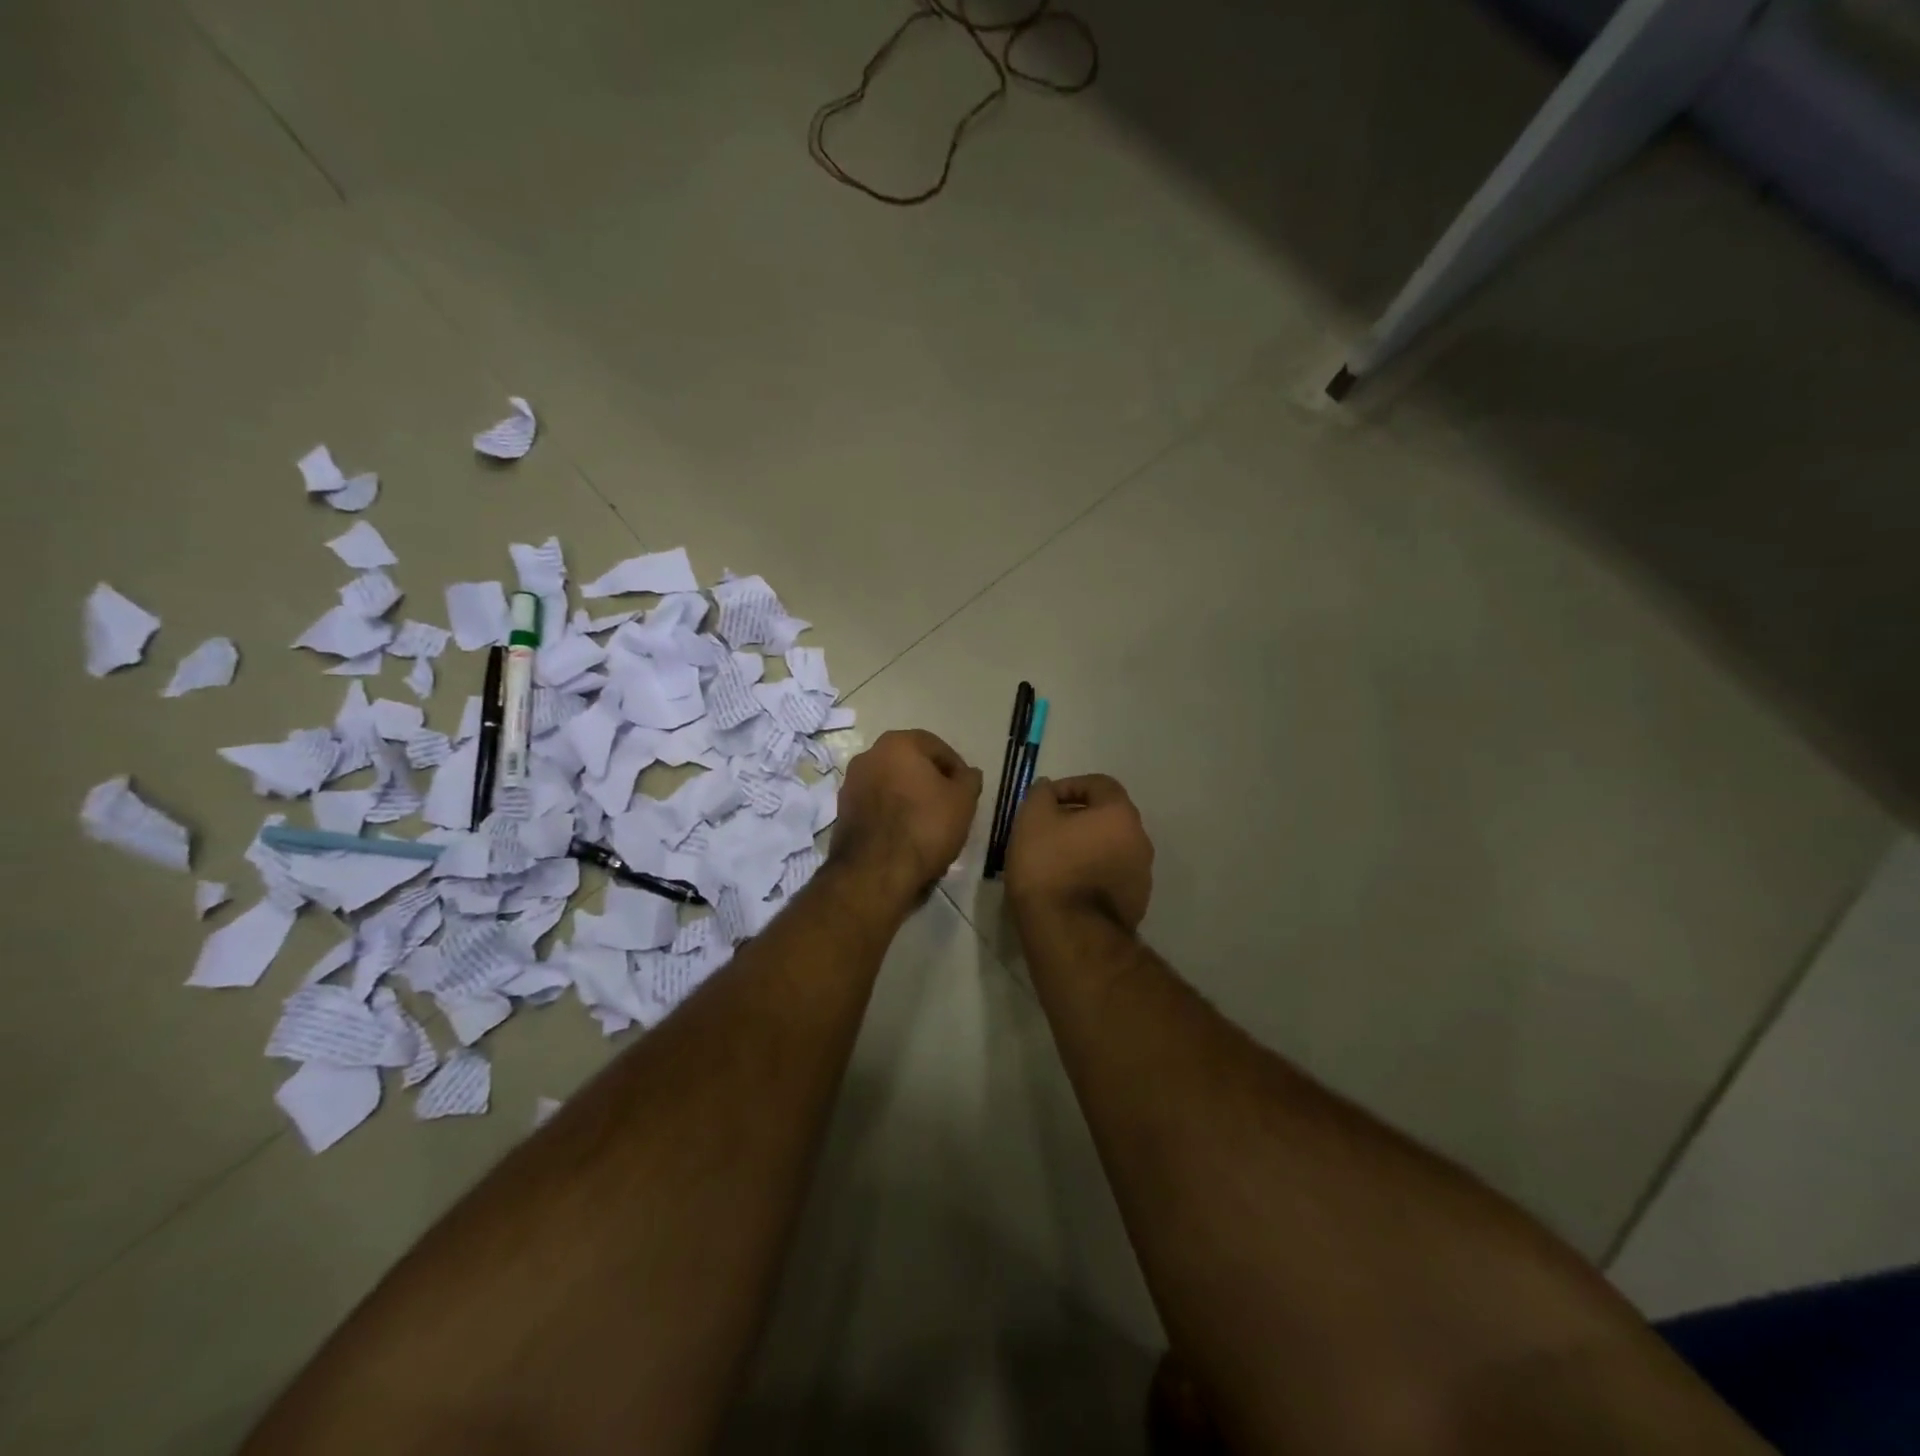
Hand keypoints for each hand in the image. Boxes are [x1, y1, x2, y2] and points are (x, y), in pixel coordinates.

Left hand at [829, 729, 982, 905]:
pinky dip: (892, 815)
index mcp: (897, 743)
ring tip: (929, 825)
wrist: (875, 872)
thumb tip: (968, 773)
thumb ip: (969, 780)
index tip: (966, 791)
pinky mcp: (842, 812)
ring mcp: (851, 784)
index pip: (937, 747)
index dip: (956, 769)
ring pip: (892, 785)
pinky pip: (876, 806)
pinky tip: (906, 837)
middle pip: (910, 764)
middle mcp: (868, 756)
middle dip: (930, 782)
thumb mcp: (963, 801)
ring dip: (910, 798)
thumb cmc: (925, 826)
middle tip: (949, 807)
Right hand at [1005, 774, 1153, 930]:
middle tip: (1047, 831)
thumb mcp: (1032, 819)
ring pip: (1111, 848)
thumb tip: (1048, 788)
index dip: (1069, 786)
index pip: (1099, 784)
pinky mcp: (1135, 905)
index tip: (1044, 801)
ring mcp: (1141, 875)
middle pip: (1108, 817)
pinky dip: (1091, 874)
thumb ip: (1041, 794)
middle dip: (1078, 818)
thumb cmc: (1049, 866)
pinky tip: (1066, 887)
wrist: (1070, 933)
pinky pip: (1111, 877)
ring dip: (1086, 848)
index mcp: (1120, 814)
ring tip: (1054, 861)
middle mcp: (1140, 840)